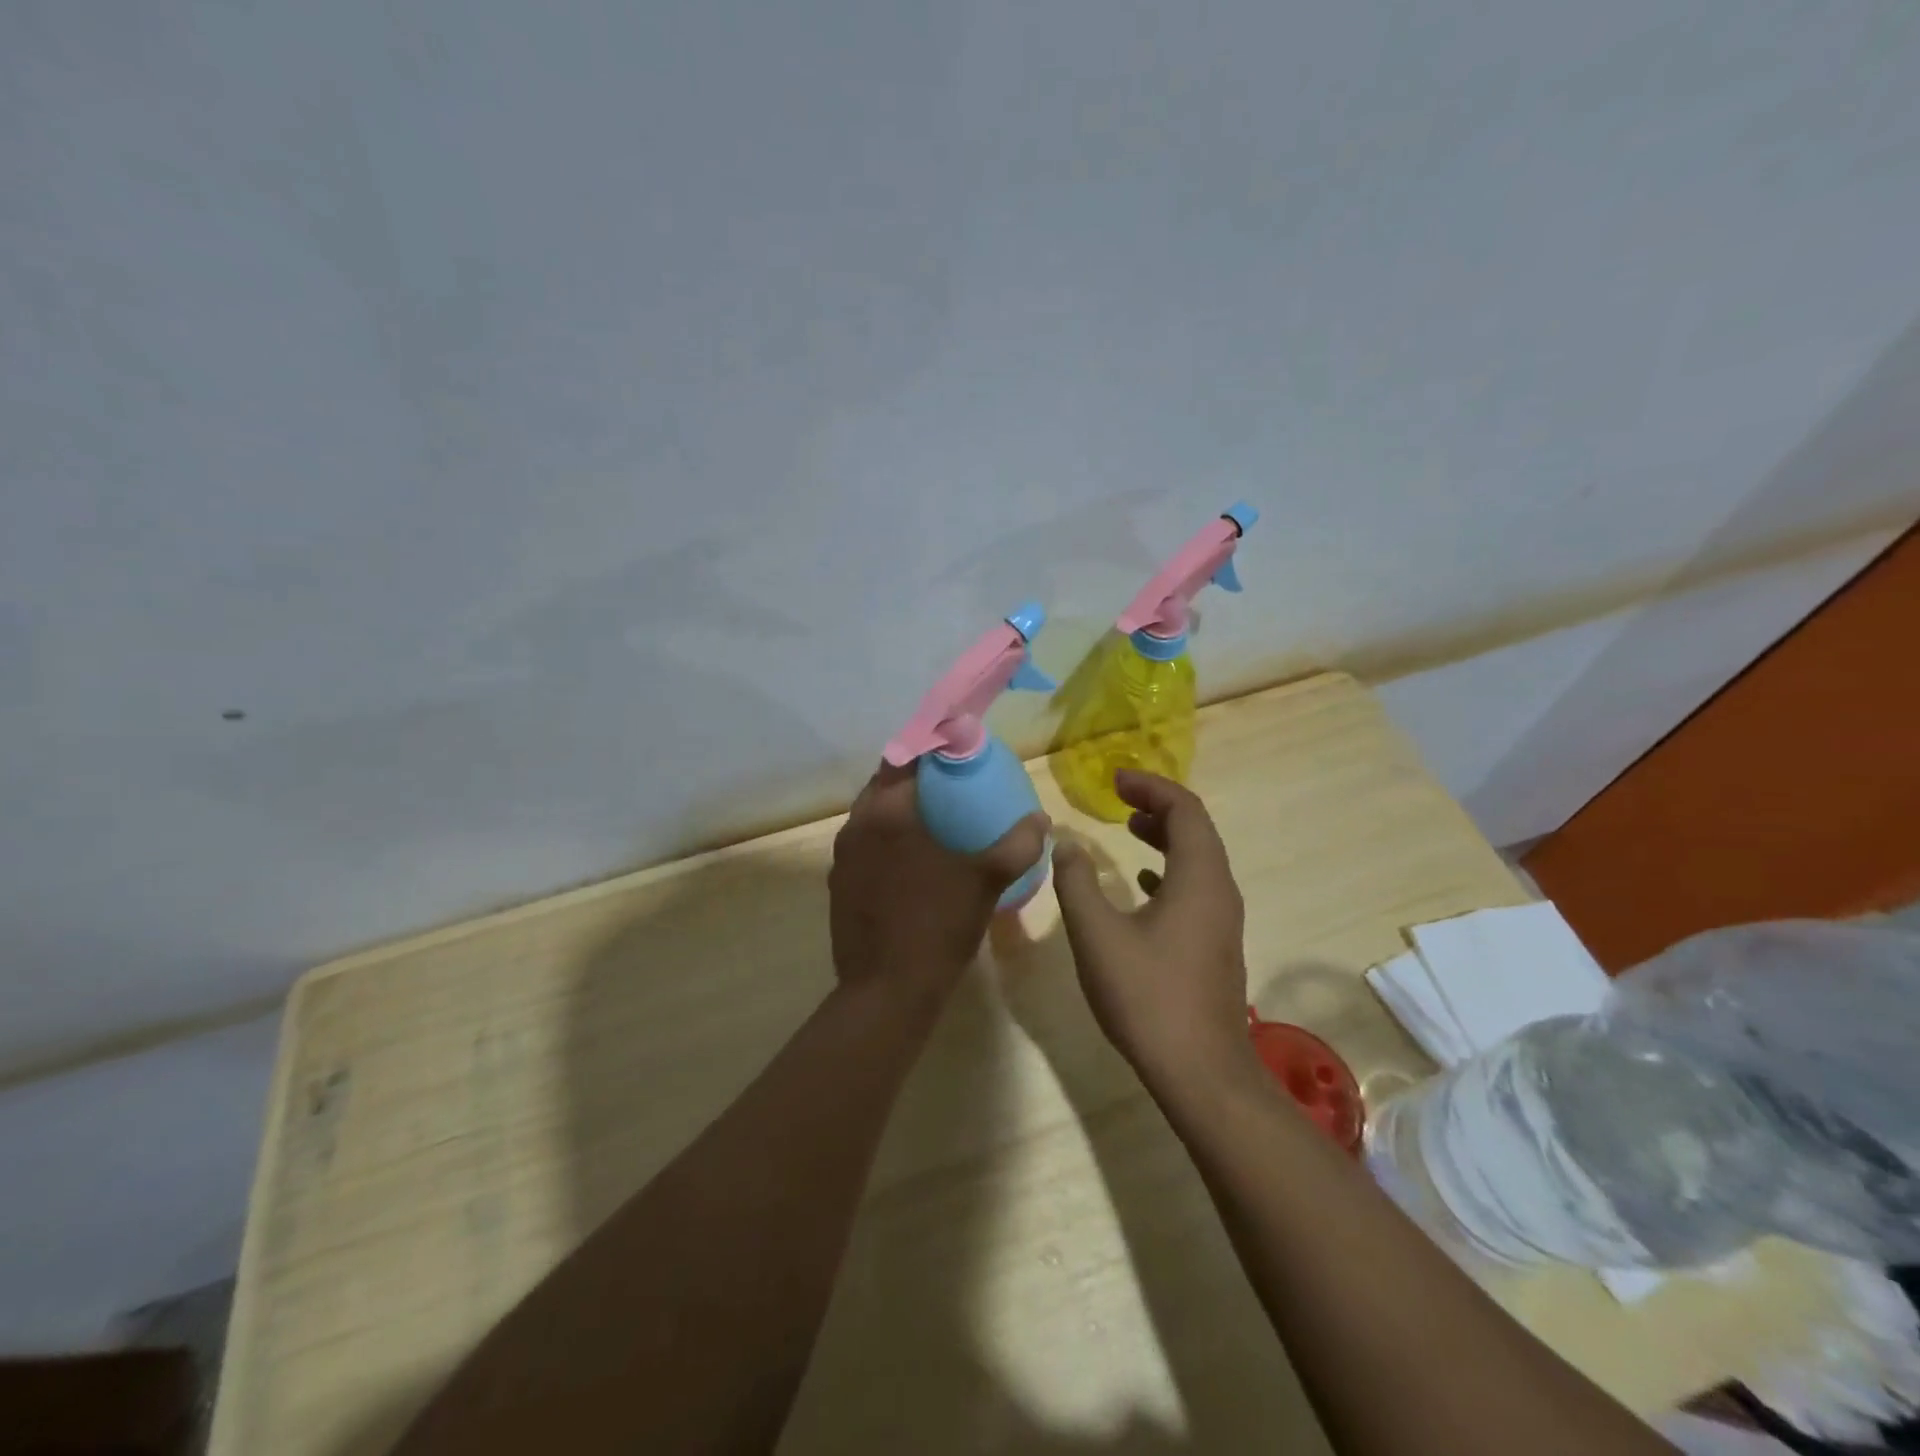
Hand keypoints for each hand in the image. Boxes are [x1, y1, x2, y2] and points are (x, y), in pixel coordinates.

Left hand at [830, 763, 1050, 996]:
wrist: (886, 990)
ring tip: (934, 821)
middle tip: (950, 785)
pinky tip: (912, 863)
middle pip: (884, 783)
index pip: (904, 756)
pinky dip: (886, 841)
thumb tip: (1041, 819)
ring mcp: (842, 856)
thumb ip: (1018, 844)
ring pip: (871, 815)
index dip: (930, 747)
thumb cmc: (937, 924)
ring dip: (898, 810)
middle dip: (914, 778)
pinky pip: (865, 846)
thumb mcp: (986, 880)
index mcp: (887, 811)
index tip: (955, 750)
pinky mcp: (838, 884)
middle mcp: (856, 825)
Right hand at [1051, 770, 1251, 1082]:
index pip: (1184, 809)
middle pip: (1196, 829)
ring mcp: (1223, 920)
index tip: (1115, 780)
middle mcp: (1220, 891)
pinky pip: (1197, 887)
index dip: (1150, 786)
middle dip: (1158, 805)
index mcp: (1199, 878)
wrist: (1200, 1073)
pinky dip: (1170, 869)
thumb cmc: (1147, 996)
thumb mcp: (1097, 934)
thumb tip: (1066, 844)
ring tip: (1129, 827)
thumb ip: (1076, 882)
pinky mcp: (1216, 945)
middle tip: (1119, 797)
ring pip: (1199, 859)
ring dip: (1166, 836)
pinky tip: (1143, 883)